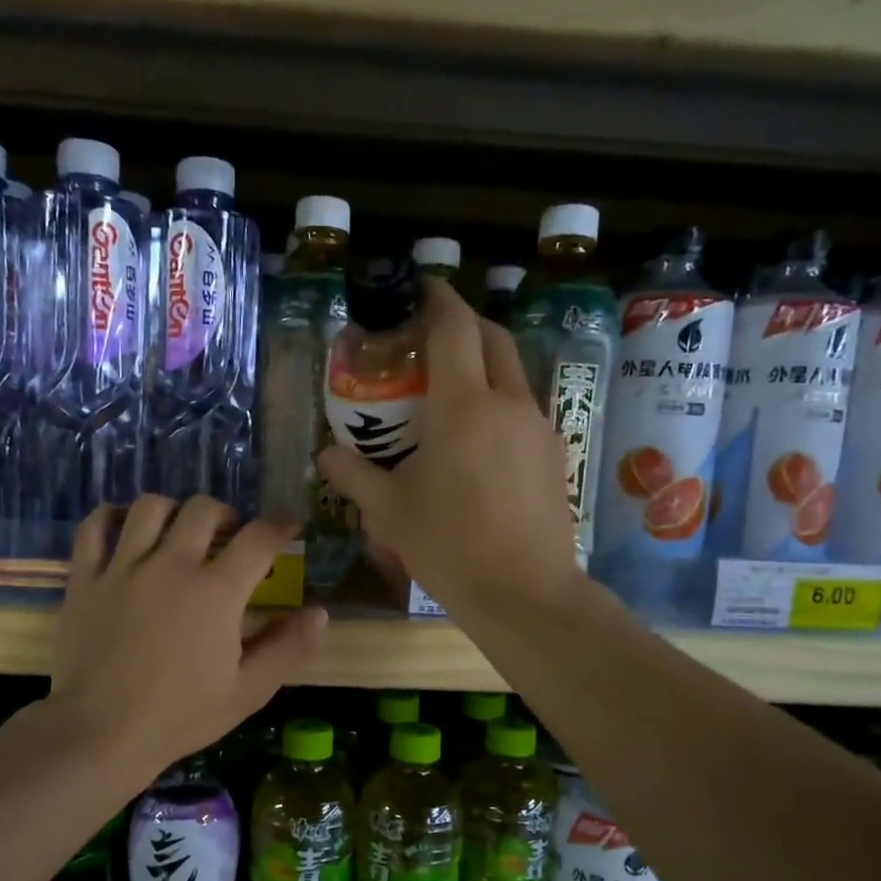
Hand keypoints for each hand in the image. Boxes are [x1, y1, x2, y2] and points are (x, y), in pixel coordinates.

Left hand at [47, 496, 326, 782]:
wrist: (101, 734)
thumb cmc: (180, 716)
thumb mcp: (249, 691)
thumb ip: (288, 648)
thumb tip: (320, 612)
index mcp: (216, 591)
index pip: (258, 538)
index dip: (280, 526)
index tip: (287, 526)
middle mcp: (171, 566)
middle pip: (203, 510)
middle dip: (227, 515)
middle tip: (231, 536)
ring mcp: (123, 568)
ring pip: (149, 508)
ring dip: (173, 511)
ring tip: (179, 532)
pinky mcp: (85, 580)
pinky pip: (94, 528)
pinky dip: (109, 517)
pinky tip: (123, 527)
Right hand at [319, 276, 579, 616]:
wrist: (524, 593)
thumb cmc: (449, 545)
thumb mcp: (389, 511)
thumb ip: (355, 476)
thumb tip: (326, 456)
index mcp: (464, 407)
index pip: (455, 329)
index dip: (438, 299)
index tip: (422, 287)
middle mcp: (508, 405)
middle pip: (494, 340)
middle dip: (467, 324)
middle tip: (433, 336)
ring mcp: (539, 430)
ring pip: (513, 376)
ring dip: (485, 367)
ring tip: (452, 392)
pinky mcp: (554, 457)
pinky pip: (524, 412)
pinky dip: (499, 405)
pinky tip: (478, 441)